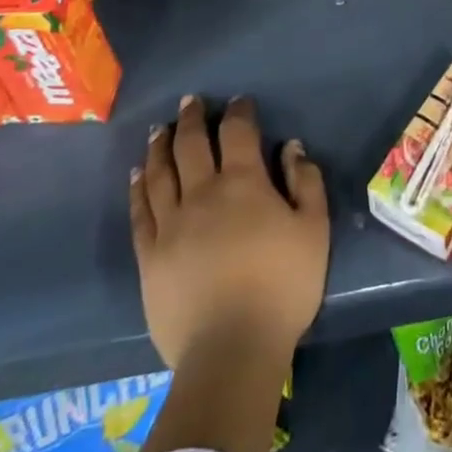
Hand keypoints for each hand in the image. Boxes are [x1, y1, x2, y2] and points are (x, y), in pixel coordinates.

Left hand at [131, 95, 329, 371]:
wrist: (231, 350)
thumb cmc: (282, 287)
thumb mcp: (314, 230)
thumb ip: (306, 182)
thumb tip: (290, 146)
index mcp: (243, 183)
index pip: (237, 132)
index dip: (238, 112)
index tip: (239, 101)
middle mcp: (202, 193)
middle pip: (191, 144)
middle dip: (191, 118)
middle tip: (189, 102)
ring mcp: (171, 224)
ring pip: (160, 172)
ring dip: (160, 146)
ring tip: (158, 130)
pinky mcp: (149, 256)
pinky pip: (140, 212)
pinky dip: (138, 187)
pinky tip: (137, 175)